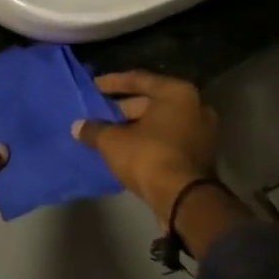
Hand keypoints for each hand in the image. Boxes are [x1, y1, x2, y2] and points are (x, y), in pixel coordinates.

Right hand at [72, 71, 220, 224]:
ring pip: (160, 123)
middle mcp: (195, 107)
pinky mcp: (200, 155)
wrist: (183, 199)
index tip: (94, 86)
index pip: (139, 80)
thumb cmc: (148, 157)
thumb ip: (94, 130)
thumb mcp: (113, 141)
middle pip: (151, 102)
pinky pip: (168, 139)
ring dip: (134, 127)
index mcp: (178, 93)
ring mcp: (201, 132)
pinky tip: (125, 148)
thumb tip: (77, 127)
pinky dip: (148, 141)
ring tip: (108, 132)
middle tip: (98, 113)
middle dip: (123, 109)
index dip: (112, 83)